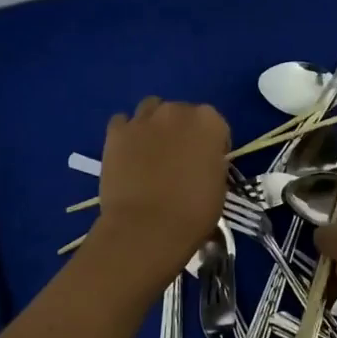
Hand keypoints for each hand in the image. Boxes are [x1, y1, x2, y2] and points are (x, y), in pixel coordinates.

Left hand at [91, 97, 229, 286]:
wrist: (147, 227)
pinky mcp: (116, 132)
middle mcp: (177, 111)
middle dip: (182, 130)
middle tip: (178, 158)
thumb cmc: (193, 212)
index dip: (212, 145)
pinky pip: (122, 122)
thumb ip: (212, 162)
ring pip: (151, 110)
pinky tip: (128, 154)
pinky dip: (127, 133)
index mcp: (209, 122)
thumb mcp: (219, 186)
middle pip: (182, 113)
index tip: (207, 163)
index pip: (216, 124)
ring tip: (151, 151)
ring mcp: (144, 119)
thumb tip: (202, 161)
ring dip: (154, 125)